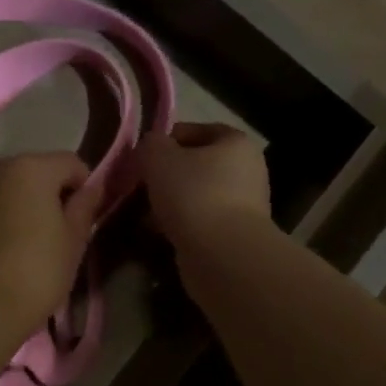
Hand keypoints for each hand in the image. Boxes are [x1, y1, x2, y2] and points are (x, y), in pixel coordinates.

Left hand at [0, 153, 102, 343]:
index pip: (70, 163)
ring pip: (4, 190)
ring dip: (17, 206)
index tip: (83, 218)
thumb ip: (85, 206)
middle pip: (33, 172)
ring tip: (24, 243)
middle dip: (47, 194)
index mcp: (30, 168)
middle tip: (56, 232)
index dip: (83, 187)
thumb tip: (93, 187)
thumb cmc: (36, 273)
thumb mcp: (73, 242)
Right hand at [136, 122, 270, 246]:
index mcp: (236, 143)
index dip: (166, 140)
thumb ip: (150, 144)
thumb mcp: (158, 156)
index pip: (196, 130)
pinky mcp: (232, 236)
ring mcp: (242, 206)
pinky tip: (156, 233)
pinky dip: (177, 225)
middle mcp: (246, 171)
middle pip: (195, 166)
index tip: (142, 157)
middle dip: (165, 176)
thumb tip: (150, 148)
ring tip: (142, 212)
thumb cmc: (193, 193)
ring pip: (195, 196)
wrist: (222, 255)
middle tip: (139, 186)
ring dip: (169, 203)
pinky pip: (198, 222)